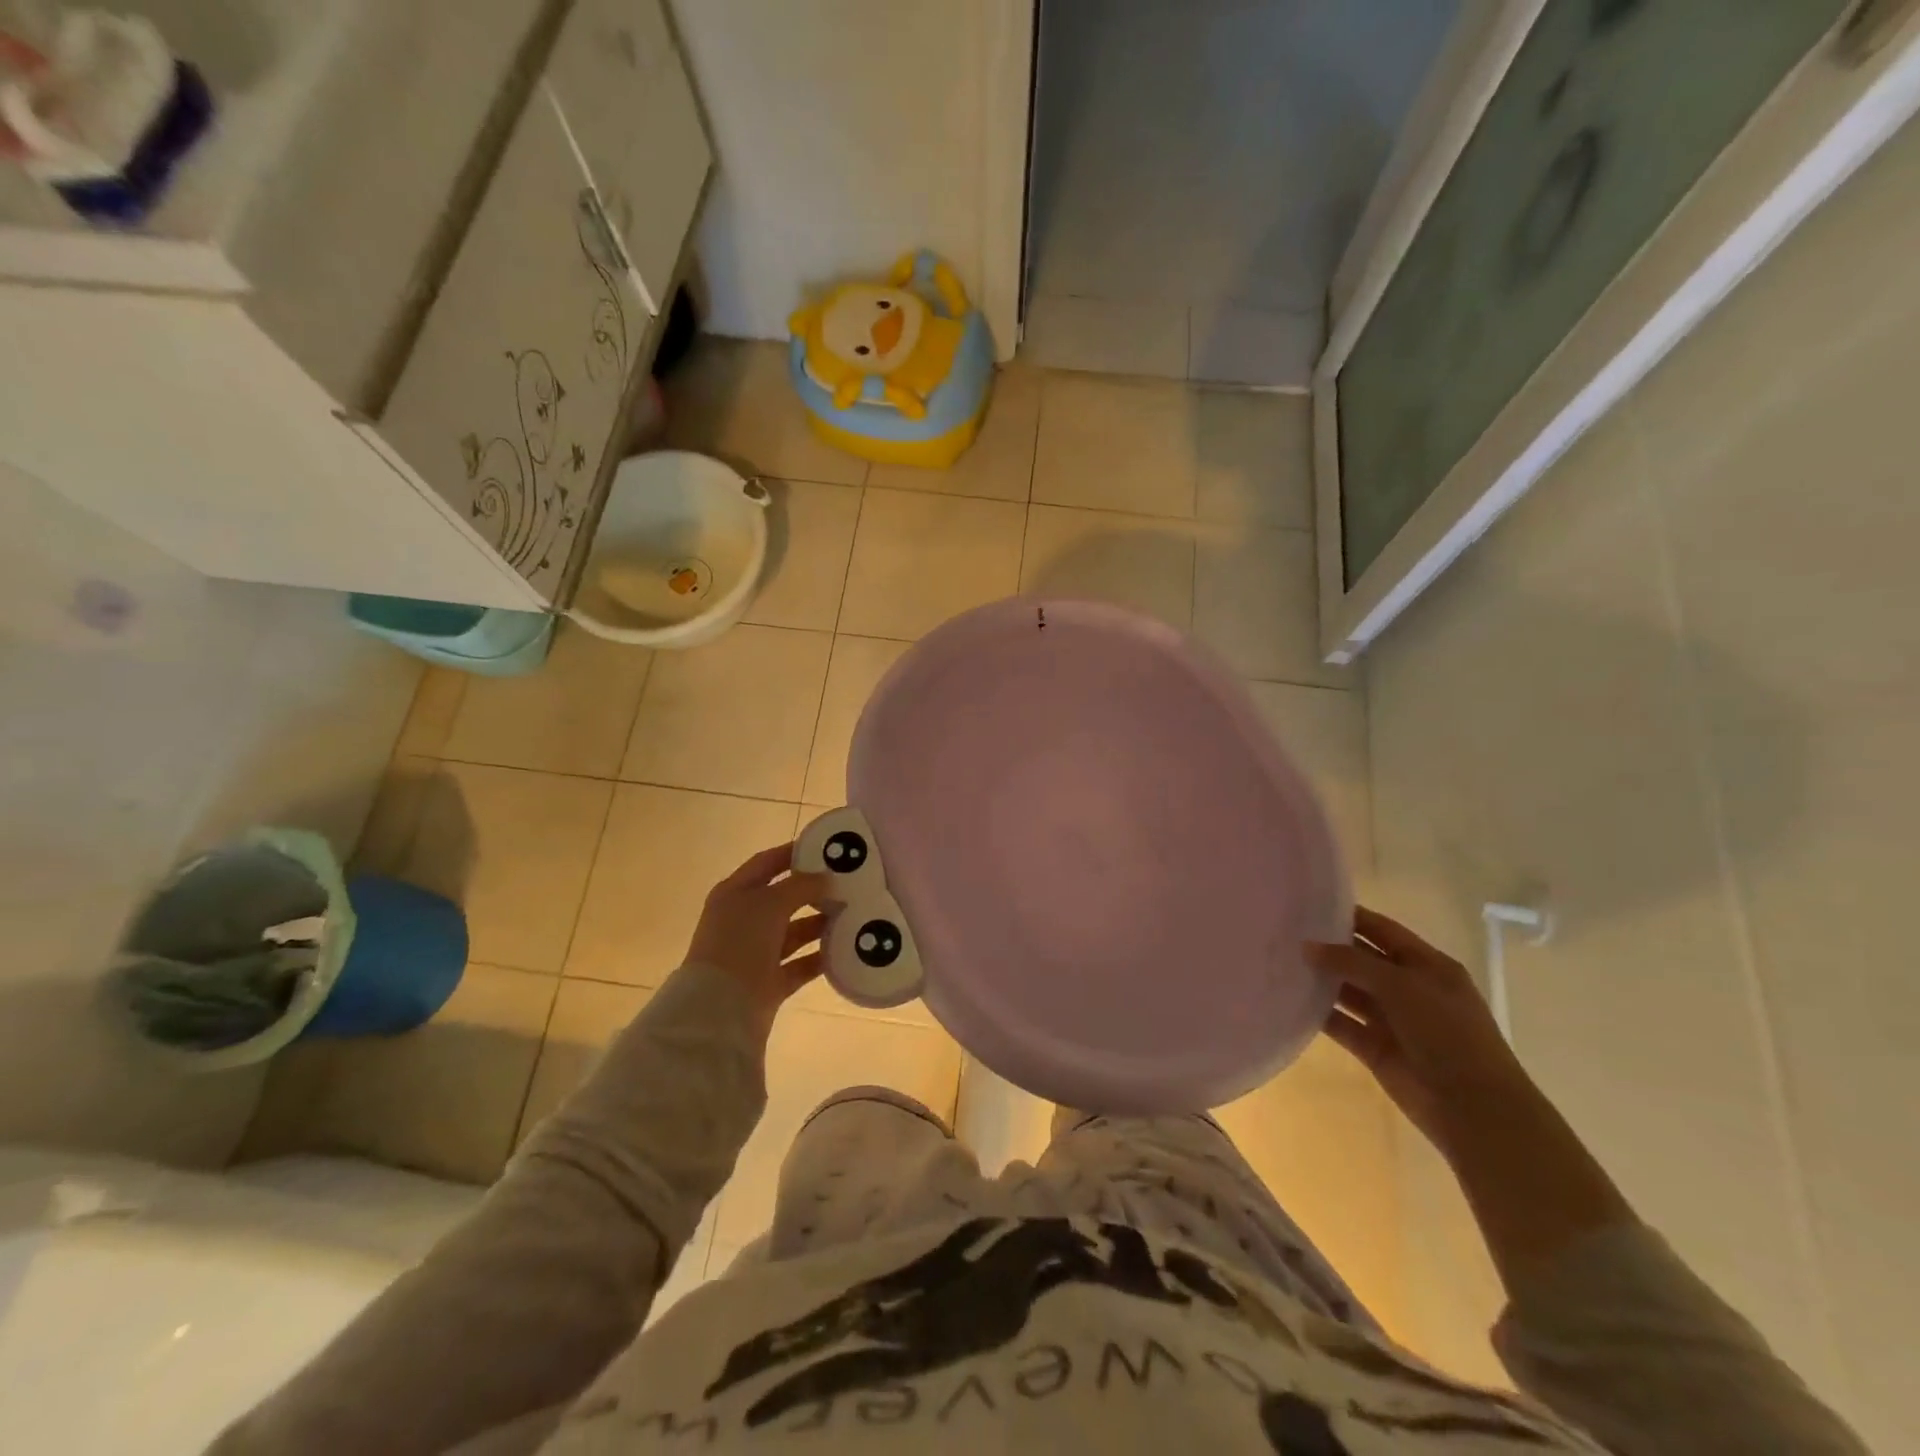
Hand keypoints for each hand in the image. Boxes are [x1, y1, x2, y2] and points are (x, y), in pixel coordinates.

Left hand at [687, 844, 836, 1036]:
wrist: (720, 1007)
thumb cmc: (740, 942)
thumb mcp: (770, 903)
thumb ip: (801, 886)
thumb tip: (826, 879)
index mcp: (735, 893)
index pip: (767, 863)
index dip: (794, 853)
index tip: (827, 848)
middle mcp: (744, 920)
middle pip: (783, 898)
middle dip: (814, 891)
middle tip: (848, 884)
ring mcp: (756, 952)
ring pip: (794, 932)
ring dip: (820, 924)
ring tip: (853, 914)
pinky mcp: (769, 982)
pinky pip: (800, 964)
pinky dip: (820, 957)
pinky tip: (845, 948)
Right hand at [1307, 906, 1535, 1154]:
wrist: (1473, 1107)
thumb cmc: (1447, 1033)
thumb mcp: (1402, 986)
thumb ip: (1352, 962)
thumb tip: (1307, 946)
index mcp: (1427, 965)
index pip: (1382, 930)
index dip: (1349, 916)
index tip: (1308, 905)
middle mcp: (1408, 988)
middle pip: (1361, 959)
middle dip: (1328, 947)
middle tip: (1283, 932)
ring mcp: (1391, 1019)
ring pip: (1348, 991)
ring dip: (1320, 980)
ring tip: (1278, 962)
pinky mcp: (1374, 1047)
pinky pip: (1341, 1023)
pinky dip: (1318, 1013)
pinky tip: (1288, 999)